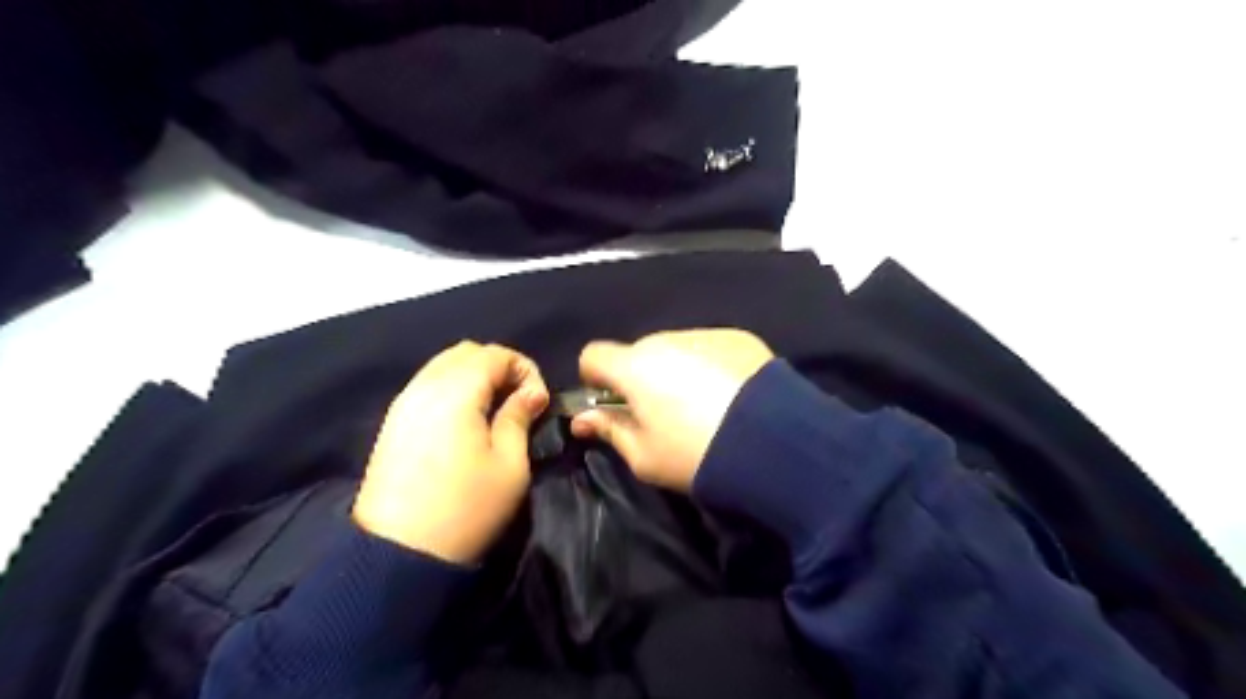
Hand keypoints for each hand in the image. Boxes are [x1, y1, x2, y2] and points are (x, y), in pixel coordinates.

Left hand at [349, 342, 546, 564]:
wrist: (397, 555)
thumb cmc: (466, 509)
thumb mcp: (509, 465)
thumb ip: (519, 418)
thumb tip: (530, 393)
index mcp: (456, 392)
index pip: (495, 354)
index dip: (525, 369)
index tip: (538, 402)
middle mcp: (424, 386)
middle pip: (466, 352)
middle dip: (499, 367)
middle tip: (518, 400)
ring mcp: (403, 403)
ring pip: (443, 366)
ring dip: (475, 377)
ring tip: (494, 410)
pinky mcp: (392, 422)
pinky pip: (427, 385)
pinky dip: (452, 389)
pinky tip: (465, 420)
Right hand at [571, 328, 771, 486]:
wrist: (772, 445)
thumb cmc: (695, 455)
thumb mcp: (644, 457)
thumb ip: (609, 431)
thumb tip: (582, 420)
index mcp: (634, 366)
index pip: (593, 355)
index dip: (594, 379)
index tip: (611, 404)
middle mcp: (665, 340)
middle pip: (638, 352)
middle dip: (640, 377)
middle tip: (662, 413)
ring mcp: (704, 335)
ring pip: (675, 349)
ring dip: (676, 370)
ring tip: (703, 406)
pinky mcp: (738, 338)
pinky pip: (709, 348)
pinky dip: (709, 365)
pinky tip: (730, 395)